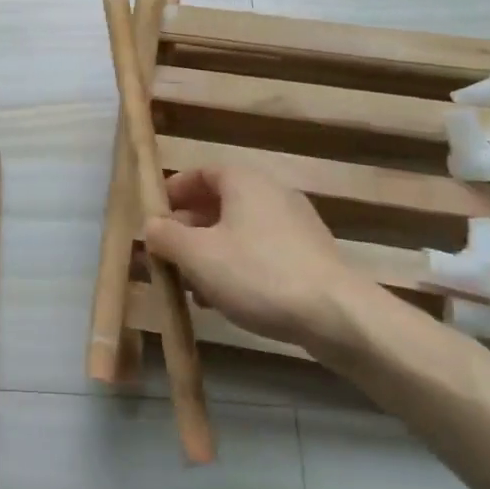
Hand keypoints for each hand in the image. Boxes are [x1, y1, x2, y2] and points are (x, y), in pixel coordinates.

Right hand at [144, 165, 355, 342]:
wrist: (337, 316)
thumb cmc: (257, 273)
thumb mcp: (197, 255)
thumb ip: (166, 237)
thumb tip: (152, 226)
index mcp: (243, 181)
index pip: (200, 172)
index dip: (173, 192)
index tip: (153, 216)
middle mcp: (271, 192)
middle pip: (219, 202)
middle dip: (188, 228)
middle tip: (167, 254)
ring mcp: (295, 224)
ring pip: (239, 230)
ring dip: (210, 251)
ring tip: (191, 284)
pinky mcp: (310, 255)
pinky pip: (261, 251)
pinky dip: (238, 265)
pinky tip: (226, 298)